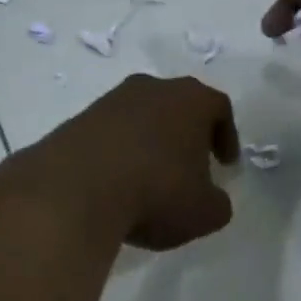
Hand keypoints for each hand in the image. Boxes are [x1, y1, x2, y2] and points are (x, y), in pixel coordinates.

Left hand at [32, 75, 239, 249]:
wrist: (75, 190)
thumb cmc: (156, 192)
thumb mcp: (204, 212)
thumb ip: (217, 203)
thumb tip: (211, 199)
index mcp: (190, 100)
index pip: (218, 108)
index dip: (226, 136)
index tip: (225, 164)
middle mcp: (150, 89)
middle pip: (177, 106)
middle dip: (185, 136)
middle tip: (189, 168)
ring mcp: (109, 102)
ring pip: (140, 118)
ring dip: (149, 144)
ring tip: (149, 180)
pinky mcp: (77, 121)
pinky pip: (109, 135)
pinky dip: (118, 154)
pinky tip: (116, 183)